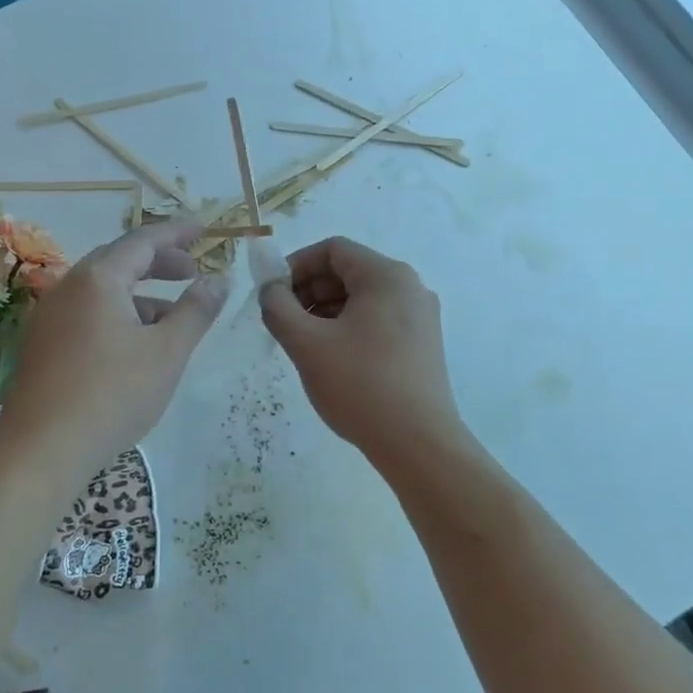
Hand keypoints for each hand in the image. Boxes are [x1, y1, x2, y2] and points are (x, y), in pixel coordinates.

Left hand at [0, 221, 227, 469]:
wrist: (42, 450)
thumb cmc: (113, 394)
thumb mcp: (167, 351)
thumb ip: (196, 310)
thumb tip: (218, 280)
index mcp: (98, 279)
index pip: (143, 240)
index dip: (177, 232)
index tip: (204, 229)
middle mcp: (68, 288)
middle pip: (119, 260)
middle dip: (159, 262)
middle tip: (192, 270)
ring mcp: (50, 317)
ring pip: (103, 291)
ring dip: (141, 294)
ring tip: (174, 316)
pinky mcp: (43, 346)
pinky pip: (88, 314)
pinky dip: (119, 315)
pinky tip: (138, 346)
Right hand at [258, 236, 460, 459]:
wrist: (419, 443)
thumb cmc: (360, 385)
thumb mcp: (307, 344)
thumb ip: (278, 307)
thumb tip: (270, 288)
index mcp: (386, 276)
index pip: (333, 249)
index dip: (296, 265)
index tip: (273, 294)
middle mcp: (410, 287)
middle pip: (349, 271)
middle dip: (309, 290)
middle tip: (284, 321)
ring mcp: (421, 317)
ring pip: (362, 298)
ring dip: (326, 311)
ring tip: (304, 344)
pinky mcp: (423, 344)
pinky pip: (378, 320)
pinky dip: (349, 327)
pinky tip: (332, 358)